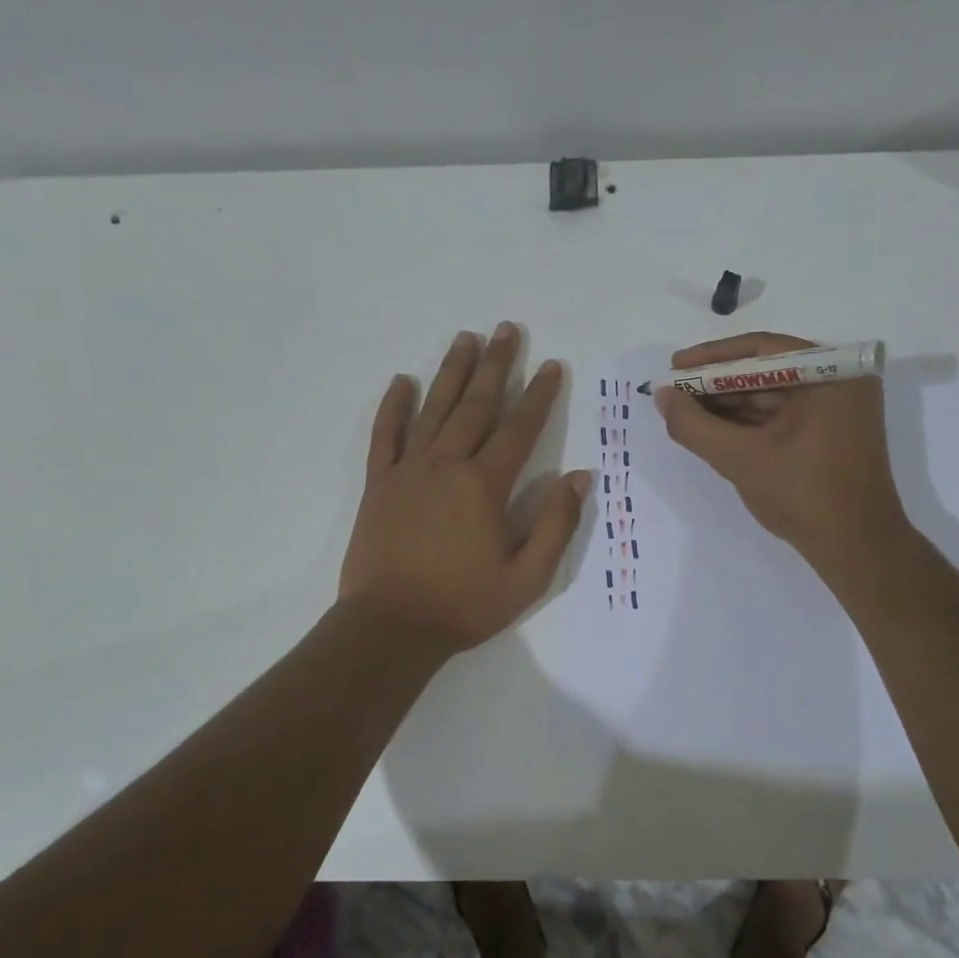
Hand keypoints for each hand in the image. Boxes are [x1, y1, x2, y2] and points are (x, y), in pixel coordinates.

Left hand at [340, 323, 589, 653]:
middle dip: (495, 365)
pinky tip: (401, 381)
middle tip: (507, 329)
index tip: (551, 365)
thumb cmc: (463, 606)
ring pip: (433, 410)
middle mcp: (446, 466)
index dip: (538, 395)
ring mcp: (407, 471)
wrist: (389, 628)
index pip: (519, 429)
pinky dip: (393, 407)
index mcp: (484, 487)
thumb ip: (555, 525)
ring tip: (466, 338)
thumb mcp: (526, 578)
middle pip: (476, 405)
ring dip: (451, 372)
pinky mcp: (378, 484)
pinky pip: (385, 436)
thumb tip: (580, 477)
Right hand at [655, 332, 909, 576]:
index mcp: (831, 373)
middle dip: (717, 384)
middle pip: (765, 371)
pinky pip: (782, 417)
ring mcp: (837, 409)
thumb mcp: (740, 458)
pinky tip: (713, 429)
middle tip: (674, 393)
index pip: (761, 350)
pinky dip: (748, 423)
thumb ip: (694, 425)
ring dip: (728, 405)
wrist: (856, 549)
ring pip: (771, 396)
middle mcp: (839, 382)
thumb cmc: (802, 495)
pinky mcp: (831, 434)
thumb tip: (662, 395)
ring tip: (684, 413)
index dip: (711, 358)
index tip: (673, 367)